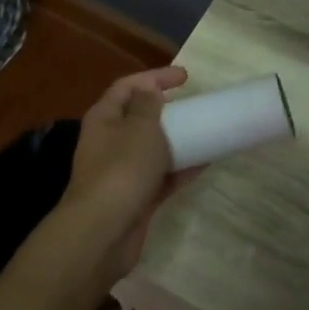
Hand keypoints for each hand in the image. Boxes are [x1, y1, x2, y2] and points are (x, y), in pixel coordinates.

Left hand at [56, 66, 193, 289]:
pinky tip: (205, 163)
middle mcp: (108, 142)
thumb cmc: (121, 170)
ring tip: (204, 132)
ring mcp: (121, 172)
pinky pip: (161, 176)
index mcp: (104, 118)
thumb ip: (147, 106)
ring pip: (151, 148)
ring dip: (176, 140)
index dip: (153, 77)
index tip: (185, 77)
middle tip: (193, 106)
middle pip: (137, 117)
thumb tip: (148, 90)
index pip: (127, 87)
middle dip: (165, 110)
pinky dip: (180, 168)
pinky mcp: (135, 197)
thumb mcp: (139, 129)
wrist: (103, 232)